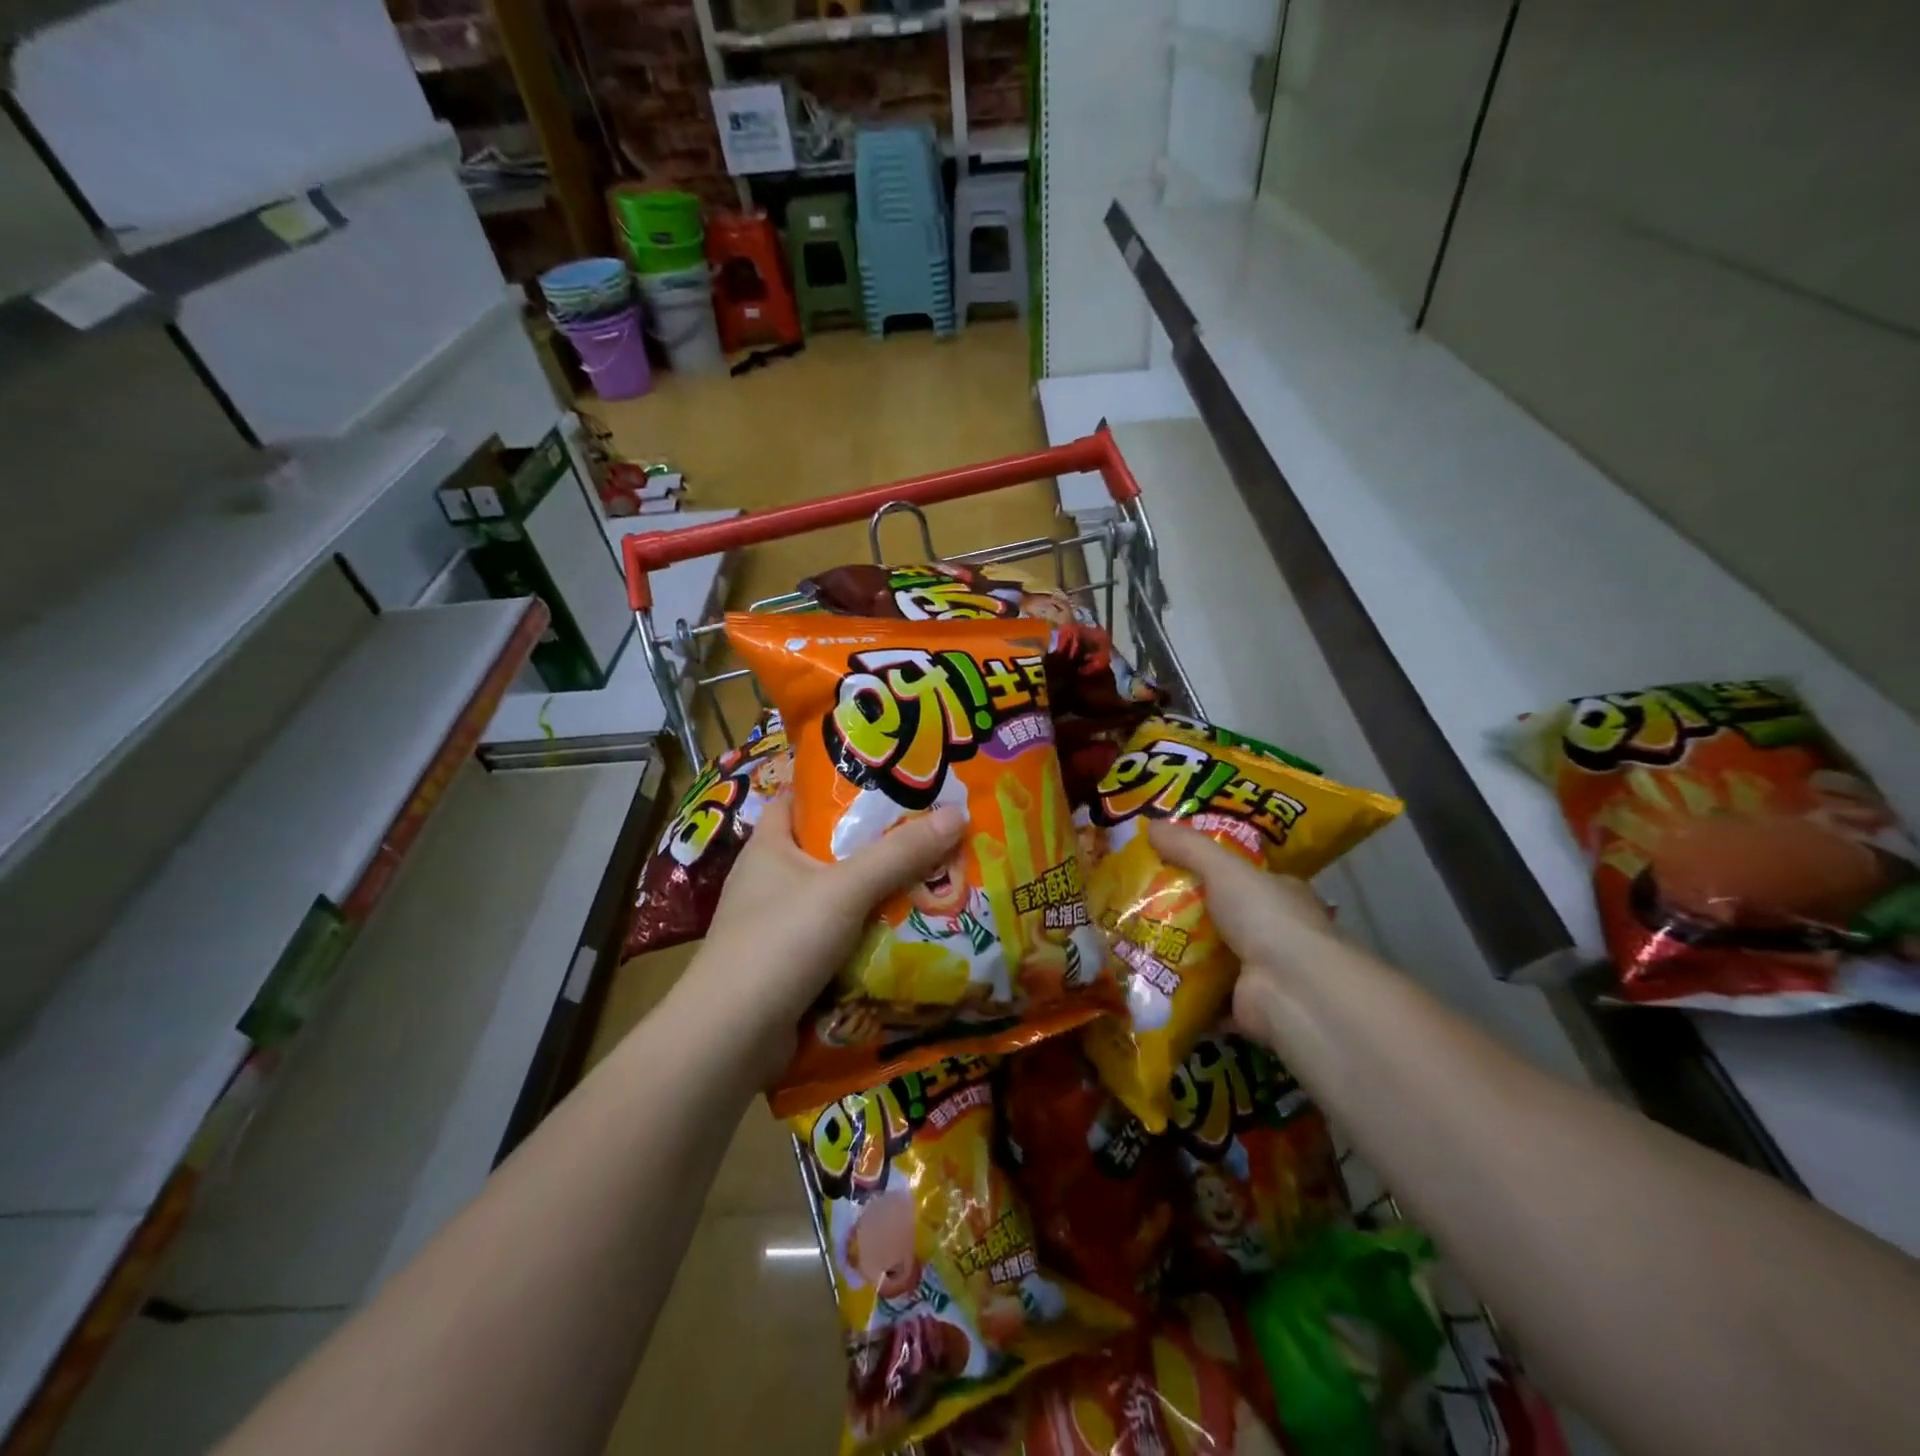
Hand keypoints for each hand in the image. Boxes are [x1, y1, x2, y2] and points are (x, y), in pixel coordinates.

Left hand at [685, 792, 965, 1080]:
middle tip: (928, 831)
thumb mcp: (845, 888)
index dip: (836, 786)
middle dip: (875, 844)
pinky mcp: (790, 965)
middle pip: (828, 849)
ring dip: (877, 893)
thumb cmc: (780, 941)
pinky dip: (868, 935)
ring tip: (932, 879)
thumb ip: (900, 853)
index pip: (798, 798)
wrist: (731, 1039)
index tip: (885, 781)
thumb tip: (958, 813)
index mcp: (769, 846)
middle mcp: (770, 880)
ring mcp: (778, 925)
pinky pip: (838, 938)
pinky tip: (907, 933)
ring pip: (838, 897)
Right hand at [1145, 820, 1337, 1041]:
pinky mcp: (1243, 1006)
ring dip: (1176, 952)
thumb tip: (1149, 824)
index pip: (1240, 875)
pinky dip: (1179, 991)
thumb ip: (1189, 847)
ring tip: (1130, 939)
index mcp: (1279, 893)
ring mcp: (1260, 971)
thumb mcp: (1224, 869)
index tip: (1166, 863)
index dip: (1206, 867)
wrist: (1291, 990)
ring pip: (1209, 956)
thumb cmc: (1265, 918)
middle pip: (1219, 915)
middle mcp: (1274, 931)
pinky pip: (1203, 995)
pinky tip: (1146, 979)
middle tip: (1136, 904)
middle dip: (1182, 912)